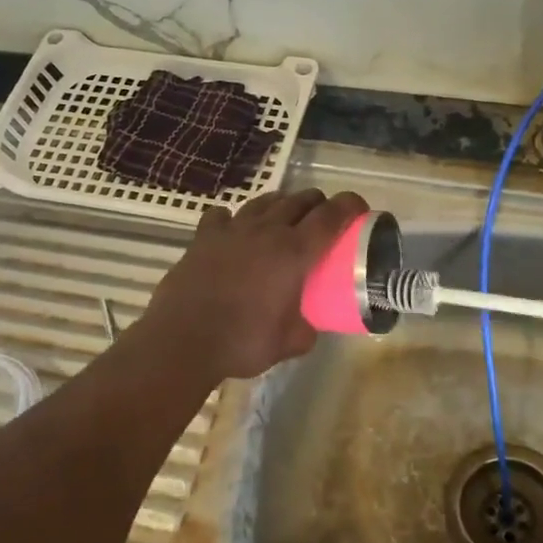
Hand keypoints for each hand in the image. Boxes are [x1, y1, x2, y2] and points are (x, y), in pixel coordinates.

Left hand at [139, 188, 369, 382]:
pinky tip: (234, 231)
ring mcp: (233, 230)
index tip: (359, 208)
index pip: (332, 216)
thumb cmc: (243, 342)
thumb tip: (308, 325)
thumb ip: (306, 329)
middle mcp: (267, 231)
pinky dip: (234, 219)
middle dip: (318, 203)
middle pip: (300, 200)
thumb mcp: (290, 343)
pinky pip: (223, 215)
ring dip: (281, 205)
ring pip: (265, 201)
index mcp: (295, 252)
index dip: (350, 206)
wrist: (182, 340)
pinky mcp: (204, 237)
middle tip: (323, 219)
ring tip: (284, 219)